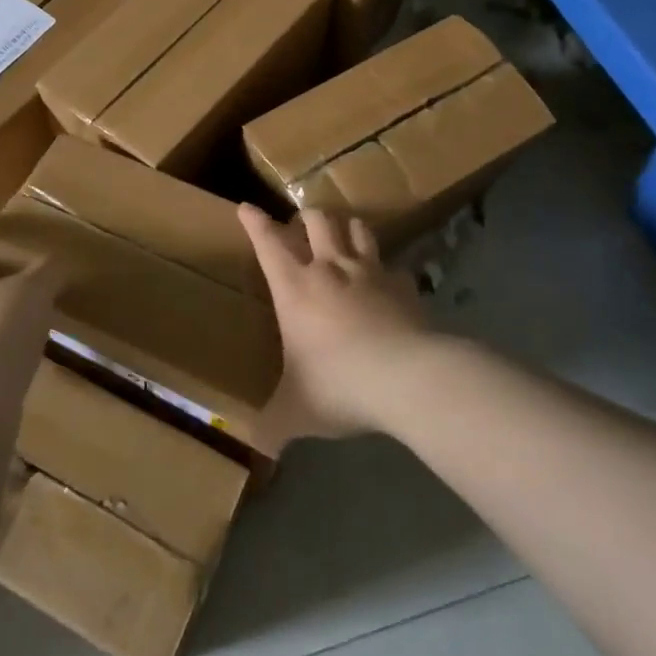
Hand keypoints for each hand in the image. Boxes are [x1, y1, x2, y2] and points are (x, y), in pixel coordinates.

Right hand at [238, 204, 429, 441]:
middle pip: (317, 220)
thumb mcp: (297, 411)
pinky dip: (385, 270)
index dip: (254, 222)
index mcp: (295, 287)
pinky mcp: (404, 286)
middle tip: (302, 227)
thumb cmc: (339, 384)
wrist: (409, 378)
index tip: (246, 208)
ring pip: (357, 228)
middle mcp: (330, 268)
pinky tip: (385, 284)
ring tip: (343, 237)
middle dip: (307, 217)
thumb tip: (254, 447)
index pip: (268, 242)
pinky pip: (392, 266)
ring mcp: (370, 272)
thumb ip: (272, 426)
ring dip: (347, 228)